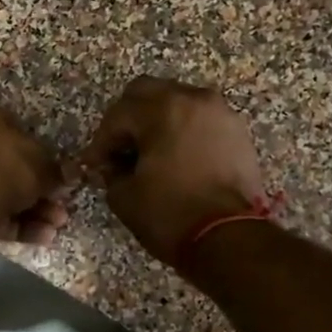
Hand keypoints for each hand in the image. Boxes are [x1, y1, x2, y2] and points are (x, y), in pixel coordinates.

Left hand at [0, 88, 73, 246]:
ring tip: (54, 225)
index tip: (47, 169)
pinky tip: (40, 235)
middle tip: (55, 202)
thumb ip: (53, 167)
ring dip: (25, 207)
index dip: (29, 147)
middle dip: (29, 185)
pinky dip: (8, 222)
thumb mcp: (39, 160)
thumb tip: (68, 175)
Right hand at [80, 77, 266, 266]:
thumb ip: (111, 171)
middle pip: (147, 92)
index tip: (94, 164)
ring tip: (149, 153)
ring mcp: (220, 113)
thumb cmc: (171, 215)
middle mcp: (193, 99)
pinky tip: (176, 157)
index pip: (118, 115)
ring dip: (157, 120)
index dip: (101, 141)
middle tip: (119, 149)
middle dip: (127, 118)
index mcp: (162, 109)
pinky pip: (200, 118)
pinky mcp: (237, 131)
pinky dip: (183, 129)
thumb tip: (114, 165)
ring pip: (177, 100)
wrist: (231, 239)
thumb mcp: (125, 196)